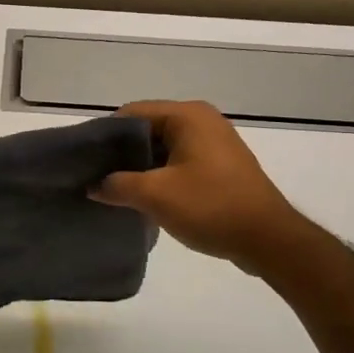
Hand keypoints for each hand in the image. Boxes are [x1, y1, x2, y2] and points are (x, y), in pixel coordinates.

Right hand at [92, 100, 302, 271]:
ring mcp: (214, 142)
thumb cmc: (210, 206)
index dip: (105, 135)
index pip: (132, 113)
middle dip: (122, 153)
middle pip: (148, 129)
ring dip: (140, 167)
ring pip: (163, 147)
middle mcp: (202, 120)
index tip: (86, 160)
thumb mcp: (155, 195)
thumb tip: (93, 185)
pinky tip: (145, 198)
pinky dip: (160, 175)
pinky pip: (179, 161)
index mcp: (187, 115)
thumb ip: (117, 185)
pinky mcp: (220, 165)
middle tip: (96, 177)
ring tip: (115, 190)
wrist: (268, 239)